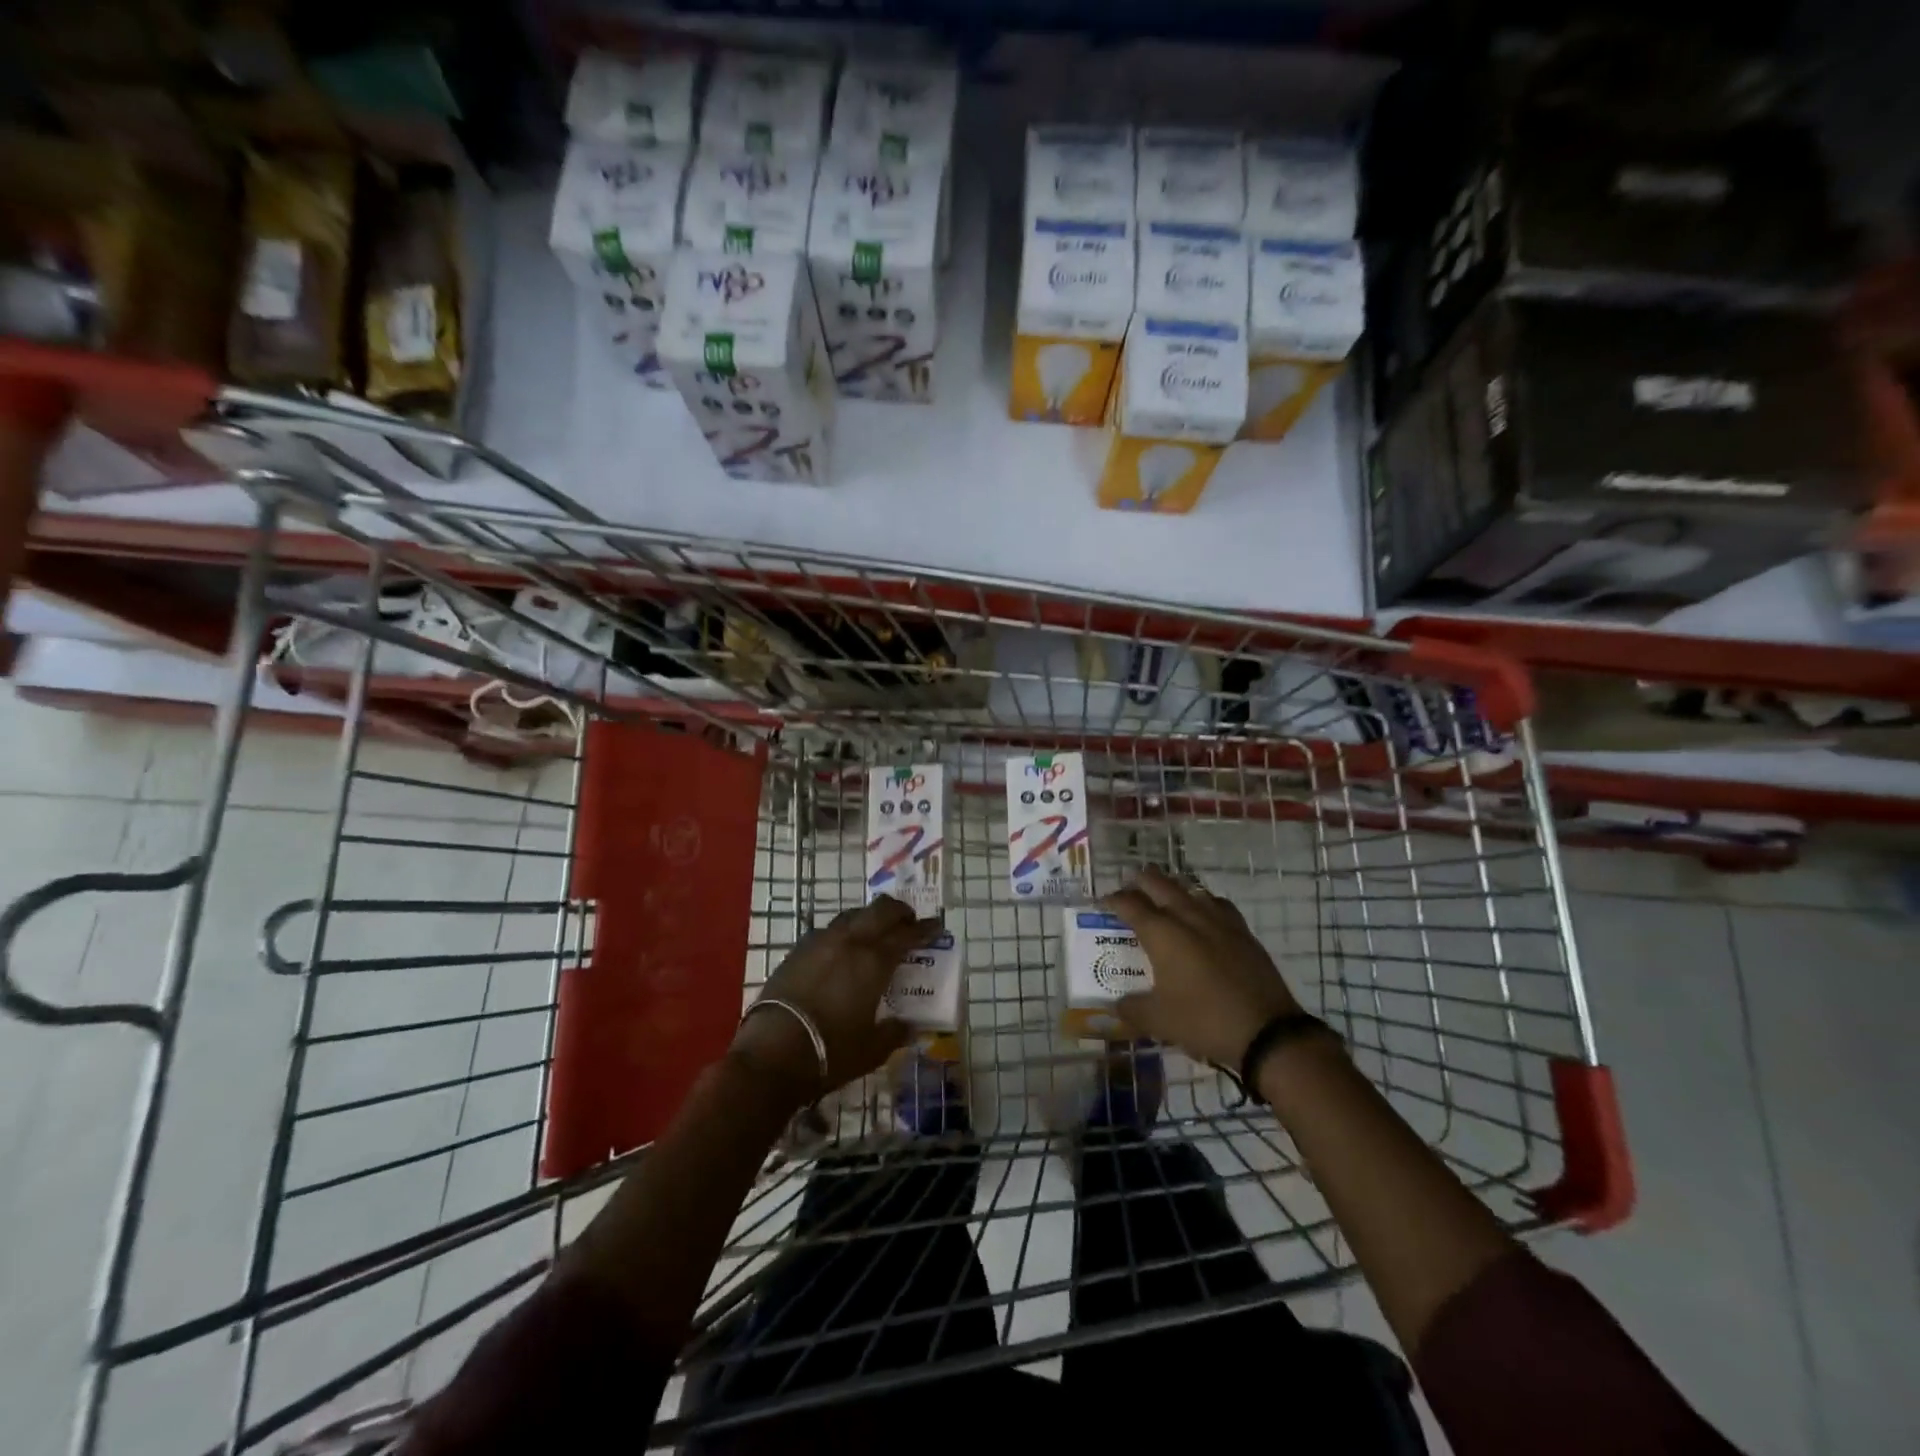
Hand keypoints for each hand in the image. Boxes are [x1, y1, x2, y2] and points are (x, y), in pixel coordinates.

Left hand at [730, 895, 939, 1105]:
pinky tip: (843, 947)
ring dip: (870, 917)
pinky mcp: (798, 950)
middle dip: (898, 911)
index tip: (936, 926)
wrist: (772, 1053)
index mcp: (874, 962)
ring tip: (876, 930)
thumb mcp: (871, 1050)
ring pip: (853, 915)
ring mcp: (821, 942)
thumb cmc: (830, 1052)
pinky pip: (829, 929)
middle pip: (880, 910)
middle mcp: (850, 942)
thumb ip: (894, 1033)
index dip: (924, 928)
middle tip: (908, 921)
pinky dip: (845, 930)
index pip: (906, 934)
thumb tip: (910, 1027)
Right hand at [1103, 867, 1301, 1067]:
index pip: (1129, 904)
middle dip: (1140, 882)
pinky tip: (1202, 916)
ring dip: (1171, 889)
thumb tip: (1117, 1005)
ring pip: (1189, 889)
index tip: (1102, 904)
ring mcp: (1218, 920)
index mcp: (1161, 932)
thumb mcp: (1158, 1021)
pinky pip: (1216, 904)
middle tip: (1129, 889)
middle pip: (1158, 883)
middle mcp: (1187, 916)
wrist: (1266, 1031)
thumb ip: (1131, 1009)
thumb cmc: (1204, 1020)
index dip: (1112, 900)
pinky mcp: (1242, 931)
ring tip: (1163, 898)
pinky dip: (1202, 903)